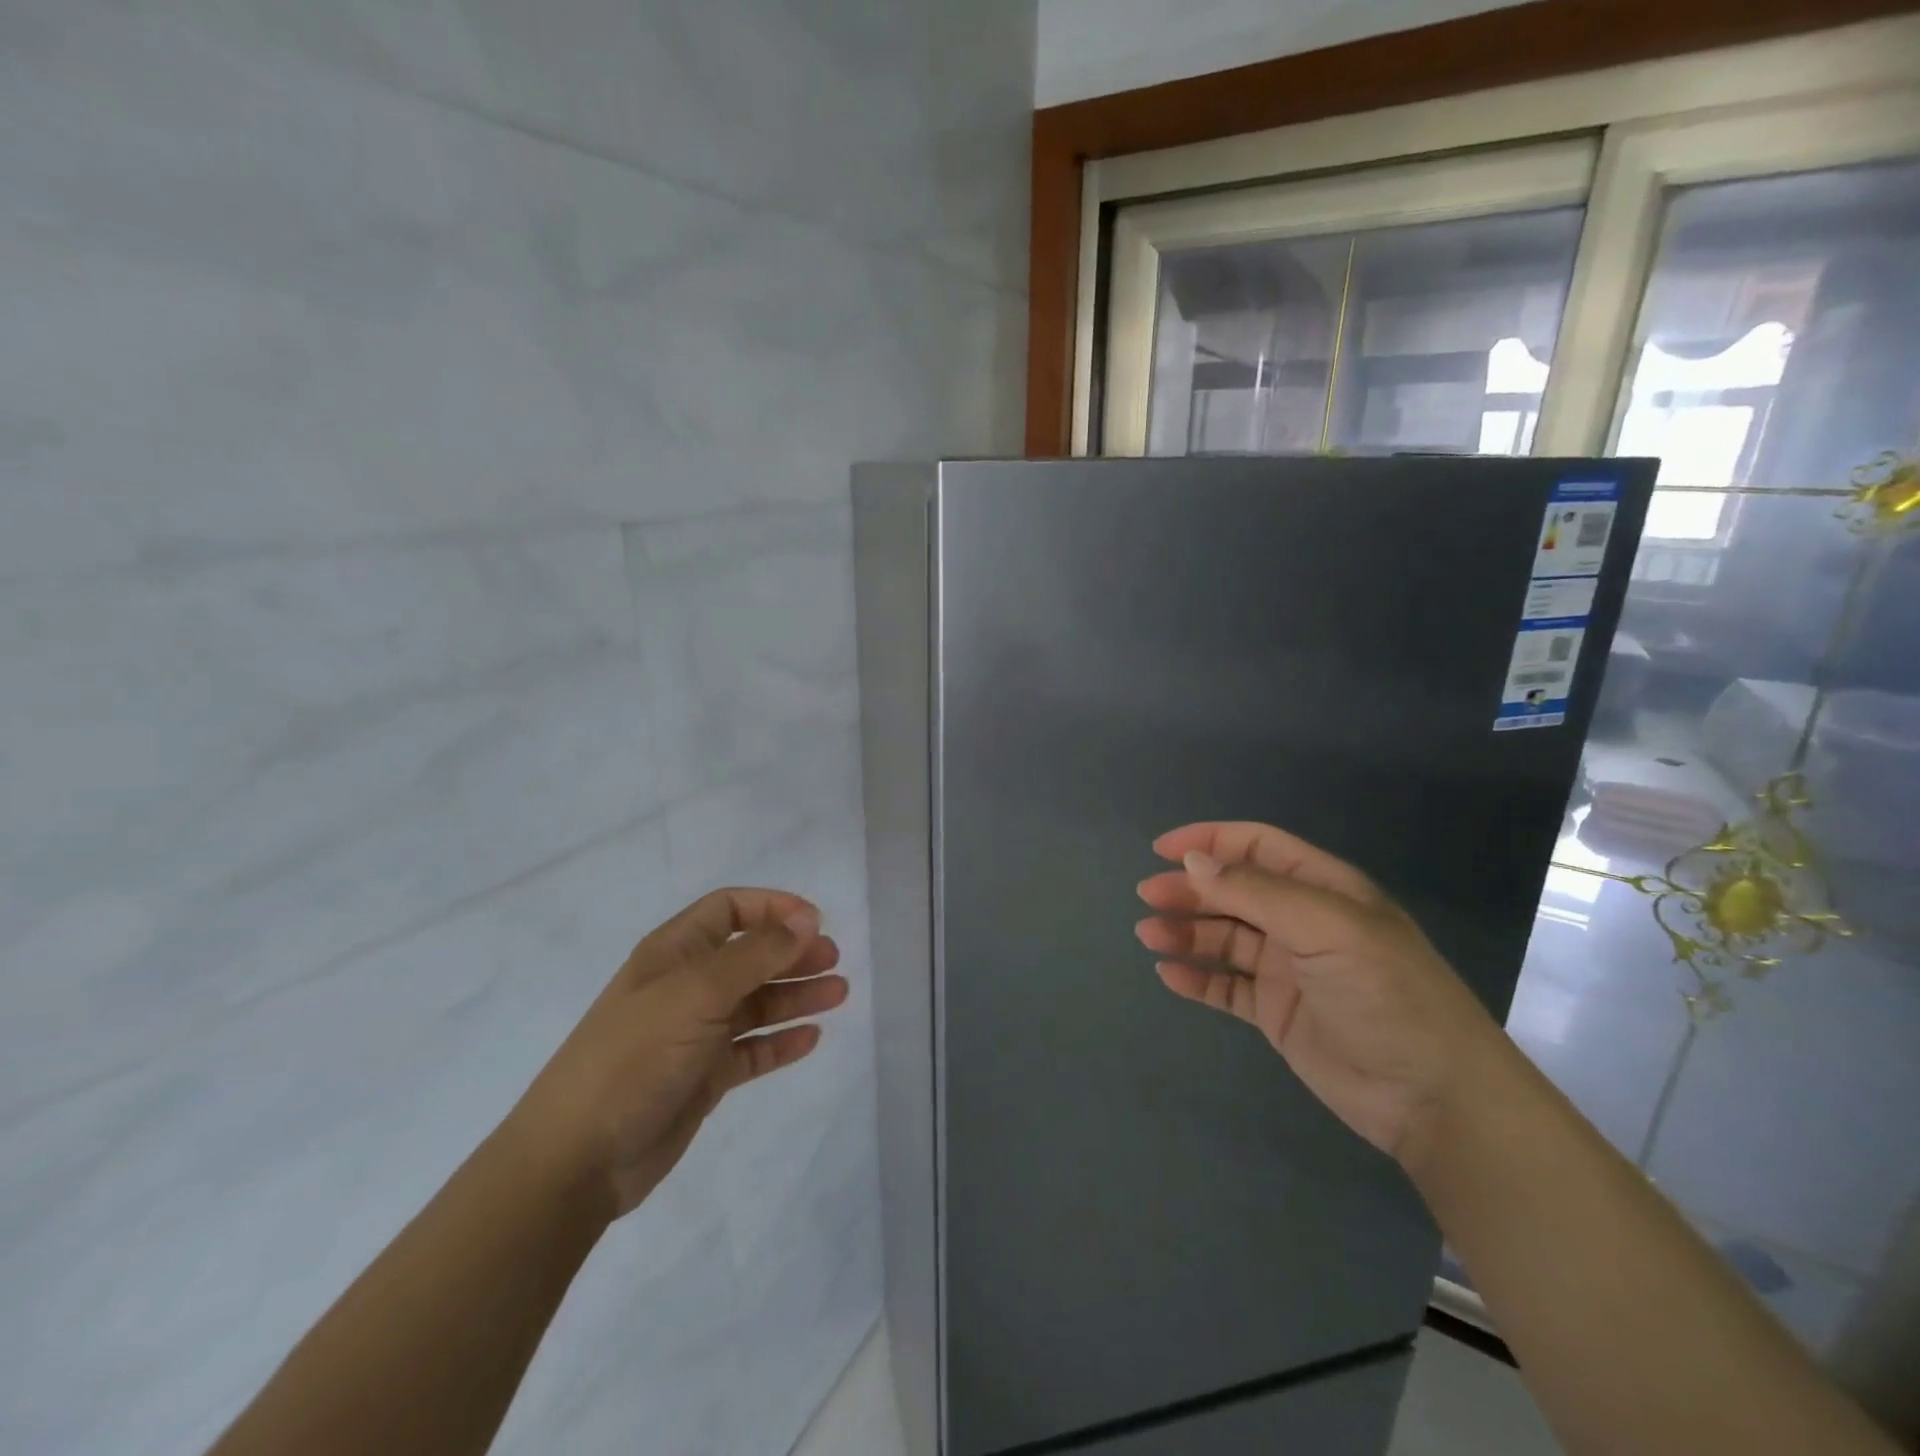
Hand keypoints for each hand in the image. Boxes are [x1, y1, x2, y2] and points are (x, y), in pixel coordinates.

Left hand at [506, 888, 847, 1217]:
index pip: (729, 909)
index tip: (814, 921)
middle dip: (792, 953)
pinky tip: (810, 1038)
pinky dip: (780, 1041)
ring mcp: (694, 1033)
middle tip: (834, 960)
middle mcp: (686, 986)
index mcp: (673, 953)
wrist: (576, 1159)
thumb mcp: (697, 993)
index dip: (772, 908)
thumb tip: (807, 918)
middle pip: (750, 955)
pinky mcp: (702, 1076)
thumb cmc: (635, 1057)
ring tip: (838, 995)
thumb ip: (756, 954)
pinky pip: (751, 1049)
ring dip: (796, 995)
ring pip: (756, 1002)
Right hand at [1136, 822, 1508, 1167]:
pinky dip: (1196, 978)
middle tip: (1148, 898)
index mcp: (1323, 889)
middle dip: (1188, 889)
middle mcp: (1302, 922)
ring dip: (1185, 931)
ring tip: (1149, 935)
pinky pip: (1226, 986)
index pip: (1257, 847)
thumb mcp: (1327, 929)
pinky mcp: (1277, 1012)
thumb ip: (1257, 892)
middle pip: (1233, 891)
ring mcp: (1288, 969)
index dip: (1209, 841)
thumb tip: (1194, 862)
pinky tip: (1169, 975)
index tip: (1161, 850)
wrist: (1436, 1099)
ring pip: (1223, 937)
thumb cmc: (1387, 996)